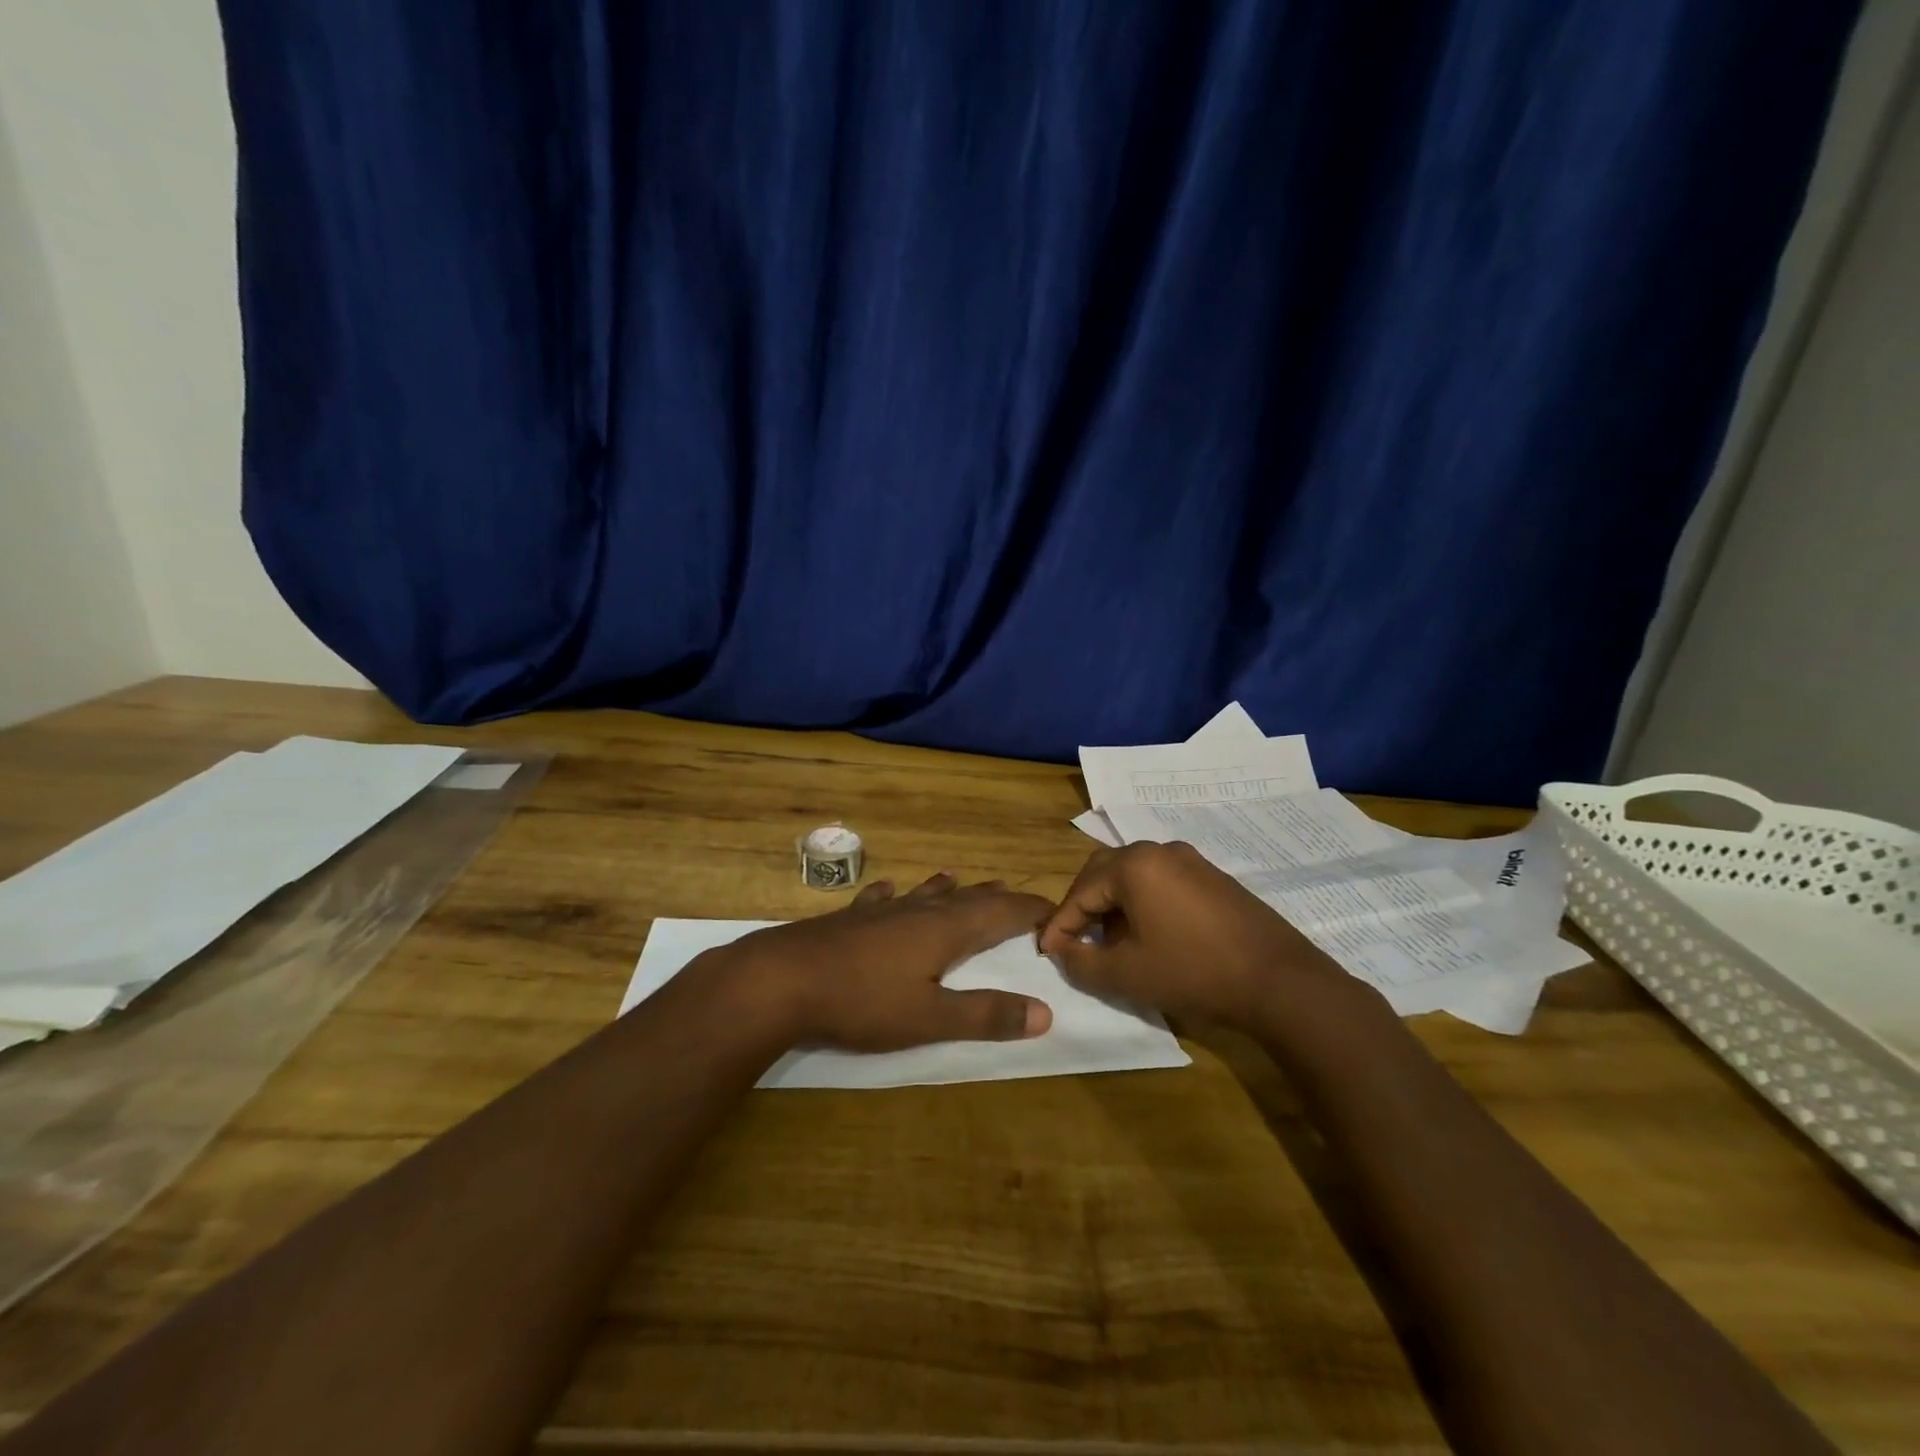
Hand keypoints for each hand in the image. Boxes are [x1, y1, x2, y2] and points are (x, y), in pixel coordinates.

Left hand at [715, 873, 1055, 1050]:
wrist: (782, 979)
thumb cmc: (861, 1001)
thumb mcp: (929, 1018)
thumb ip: (985, 1015)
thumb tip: (1045, 1012)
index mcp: (946, 930)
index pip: (1002, 912)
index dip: (1031, 912)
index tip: (1055, 914)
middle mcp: (918, 911)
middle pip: (967, 898)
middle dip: (996, 898)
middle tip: (1017, 897)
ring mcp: (881, 911)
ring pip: (924, 894)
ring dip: (949, 889)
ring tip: (960, 878)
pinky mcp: (849, 918)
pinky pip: (880, 899)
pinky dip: (894, 894)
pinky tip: (887, 890)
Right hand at [1036, 842, 1350, 1028]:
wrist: (1278, 981)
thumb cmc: (1193, 972)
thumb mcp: (1126, 974)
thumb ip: (1081, 962)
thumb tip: (1062, 950)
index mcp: (1134, 865)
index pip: (1080, 891)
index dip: (1060, 924)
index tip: (1046, 951)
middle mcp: (1160, 851)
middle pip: (1104, 872)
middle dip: (1084, 906)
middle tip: (1074, 940)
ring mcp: (1191, 860)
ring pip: (1134, 875)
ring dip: (1113, 905)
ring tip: (1111, 942)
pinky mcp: (1213, 877)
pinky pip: (1162, 881)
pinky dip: (1143, 903)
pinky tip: (1149, 935)